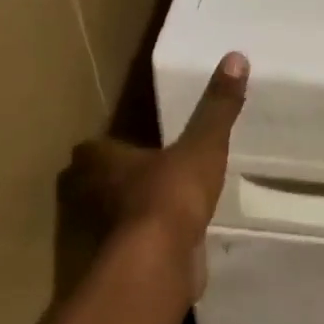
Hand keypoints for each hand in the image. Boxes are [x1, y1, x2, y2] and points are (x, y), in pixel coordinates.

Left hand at [67, 53, 247, 282]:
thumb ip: (217, 108)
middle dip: (120, 181)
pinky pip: (129, 248)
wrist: (157, 263)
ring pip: (111, 217)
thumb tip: (236, 57)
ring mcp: (97, 235)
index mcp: (99, 160)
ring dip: (132, 214)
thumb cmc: (170, 194)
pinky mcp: (112, 266)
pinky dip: (145, 246)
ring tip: (166, 210)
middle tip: (153, 177)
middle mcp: (87, 195)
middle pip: (98, 183)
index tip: (138, 148)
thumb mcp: (202, 145)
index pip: (95, 148)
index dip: (114, 148)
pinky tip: (171, 243)